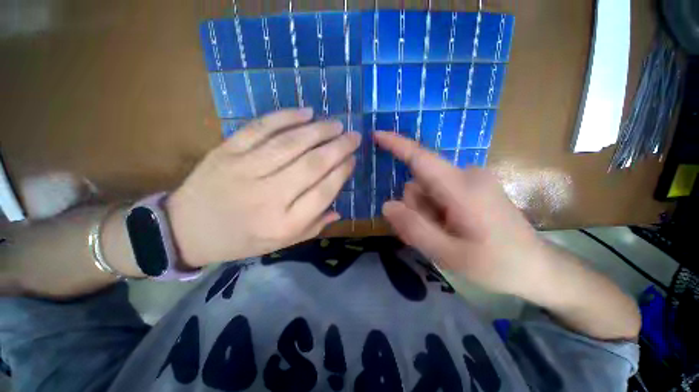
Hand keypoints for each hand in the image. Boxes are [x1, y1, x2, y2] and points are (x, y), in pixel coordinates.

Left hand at [167, 109, 359, 266]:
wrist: (186, 230)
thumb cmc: (241, 240)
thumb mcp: (282, 243)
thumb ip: (313, 227)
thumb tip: (339, 209)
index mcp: (284, 223)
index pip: (324, 192)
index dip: (342, 172)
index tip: (353, 159)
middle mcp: (269, 196)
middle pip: (312, 165)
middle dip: (338, 148)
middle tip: (354, 136)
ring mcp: (245, 170)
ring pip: (291, 144)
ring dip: (319, 130)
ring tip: (337, 124)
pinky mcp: (227, 151)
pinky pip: (261, 128)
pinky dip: (285, 117)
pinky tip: (306, 112)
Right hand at [375, 131, 550, 297]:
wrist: (537, 269)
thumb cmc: (496, 265)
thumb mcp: (448, 253)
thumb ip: (413, 227)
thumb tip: (387, 205)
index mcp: (462, 187)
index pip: (421, 158)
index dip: (396, 145)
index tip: (376, 134)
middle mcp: (466, 175)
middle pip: (419, 184)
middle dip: (414, 209)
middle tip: (427, 237)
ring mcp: (470, 180)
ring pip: (426, 191)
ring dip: (423, 213)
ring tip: (440, 237)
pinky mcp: (471, 188)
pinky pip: (438, 194)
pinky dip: (432, 212)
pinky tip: (445, 230)